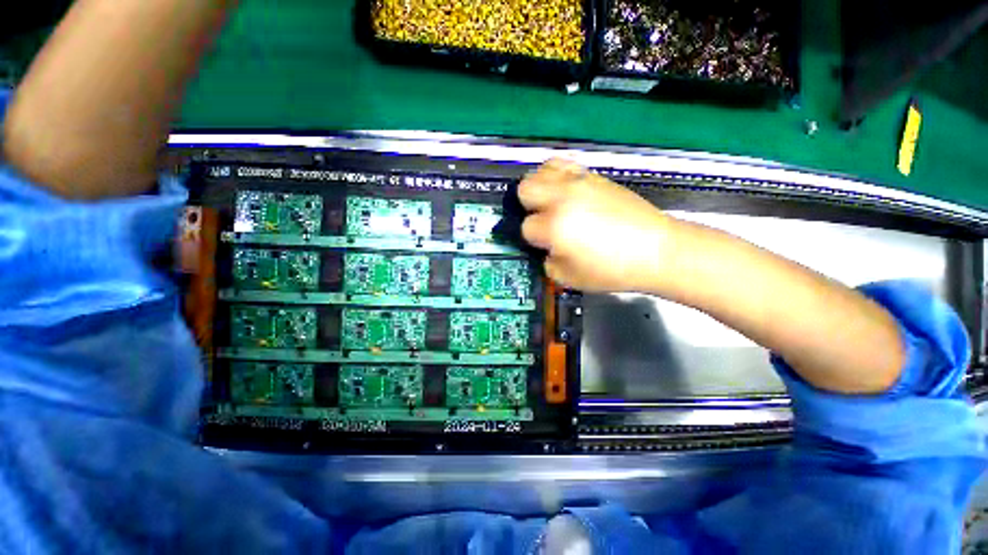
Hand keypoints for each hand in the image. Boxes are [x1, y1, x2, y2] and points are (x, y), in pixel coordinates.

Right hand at [518, 158, 670, 292]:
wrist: (656, 250)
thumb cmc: (612, 270)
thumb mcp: (569, 278)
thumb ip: (547, 262)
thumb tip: (546, 248)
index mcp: (554, 226)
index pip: (526, 226)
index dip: (533, 239)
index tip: (545, 245)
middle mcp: (562, 198)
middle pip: (525, 188)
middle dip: (528, 206)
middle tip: (543, 220)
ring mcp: (579, 182)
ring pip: (542, 170)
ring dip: (541, 187)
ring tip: (552, 202)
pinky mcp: (595, 176)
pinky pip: (565, 166)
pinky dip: (559, 177)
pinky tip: (569, 193)